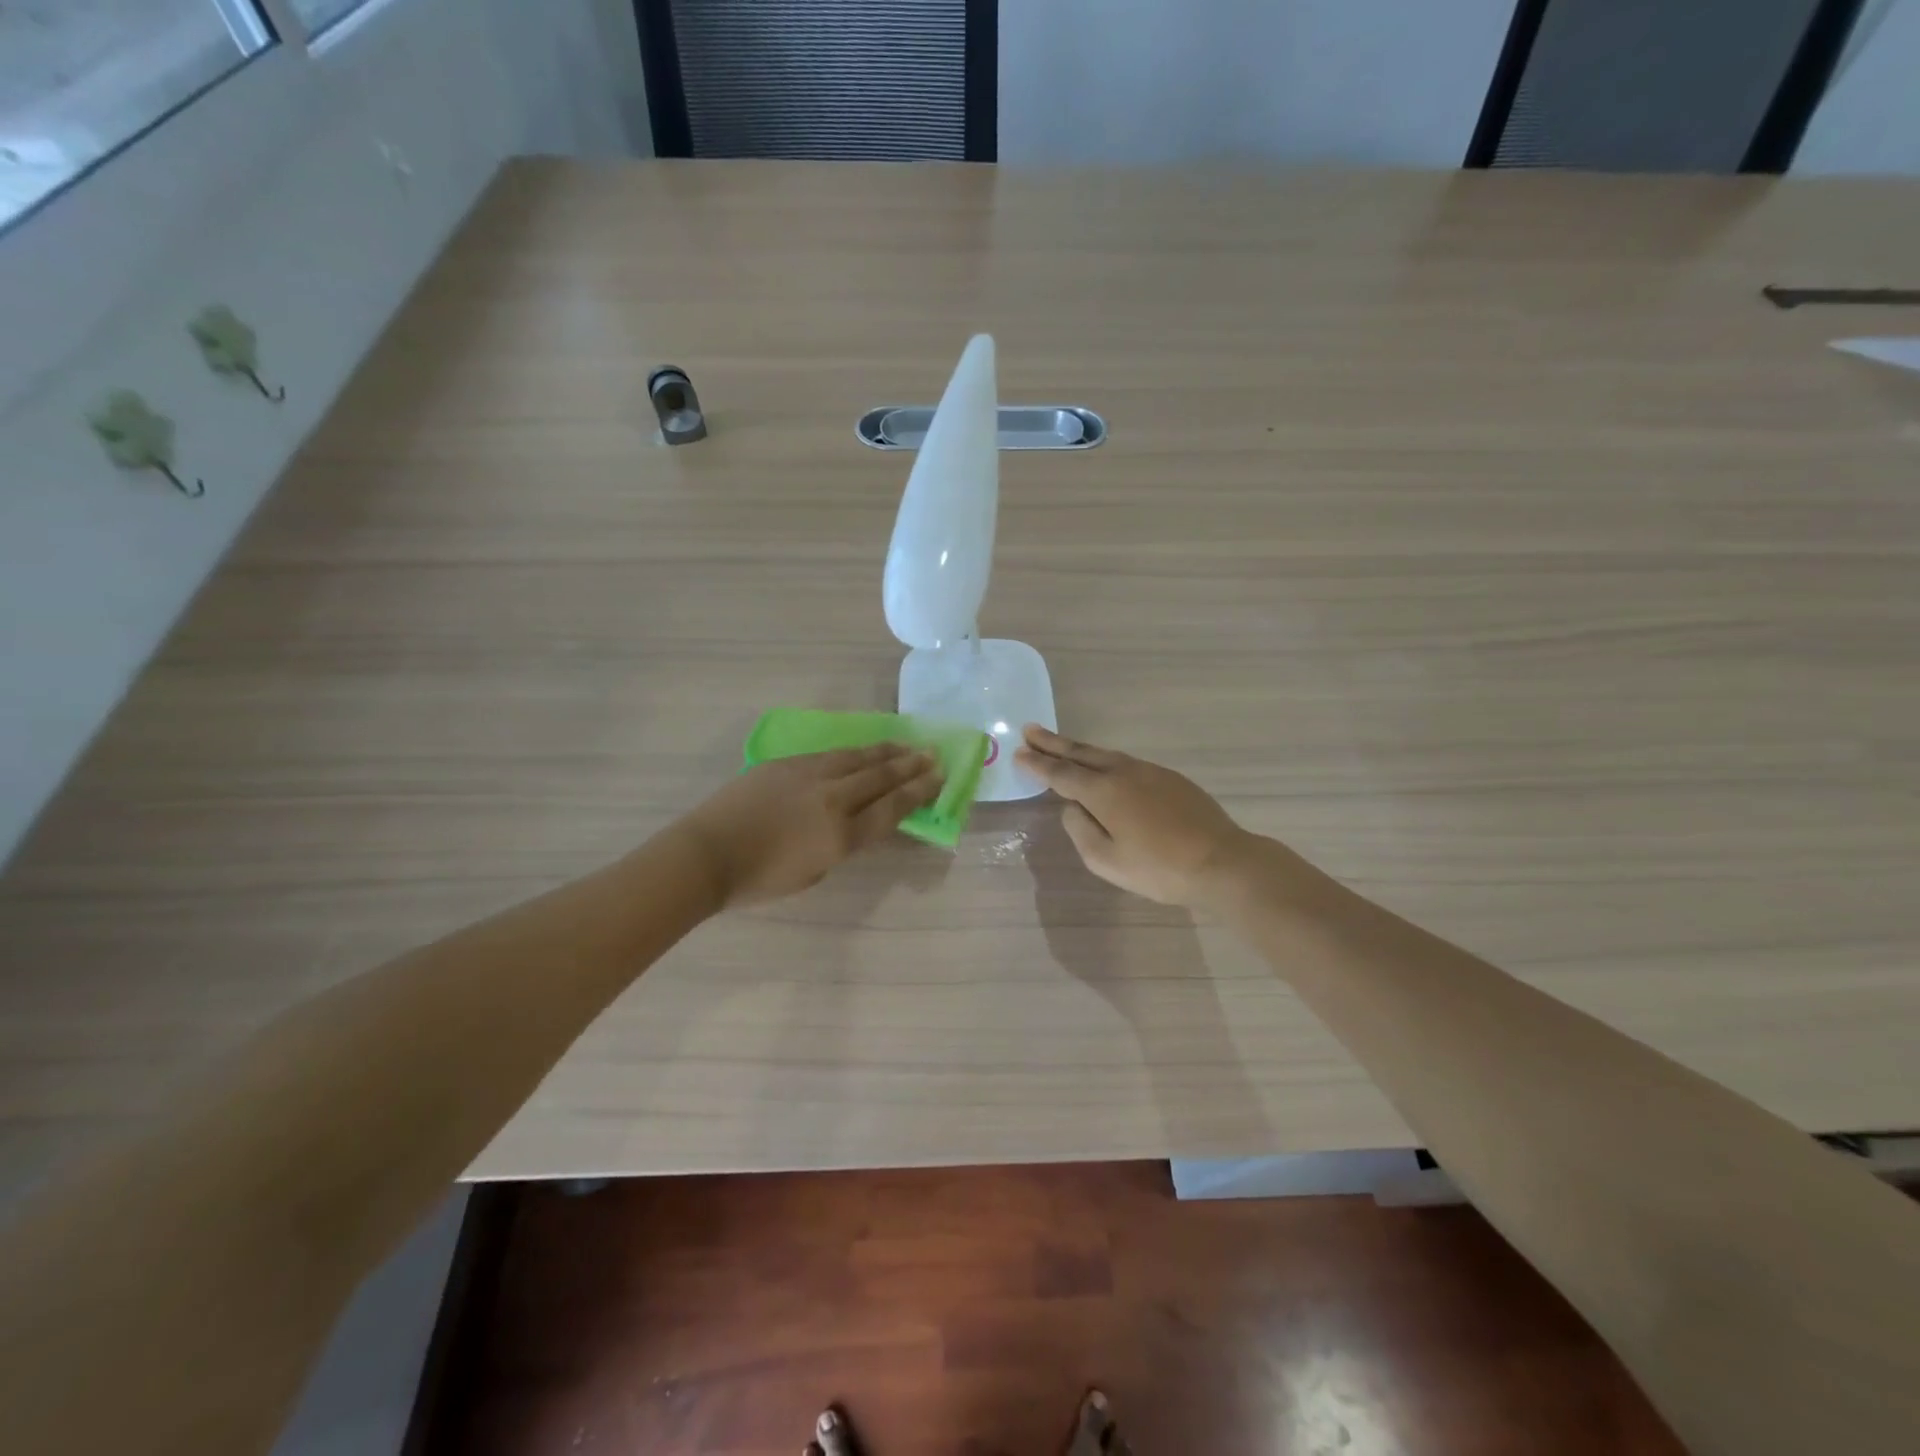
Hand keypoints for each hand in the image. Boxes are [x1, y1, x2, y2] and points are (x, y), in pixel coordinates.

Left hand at [679, 744, 942, 907]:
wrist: (708, 854)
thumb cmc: (759, 880)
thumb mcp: (813, 873)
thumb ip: (840, 845)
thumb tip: (852, 823)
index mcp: (841, 835)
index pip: (891, 808)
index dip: (918, 792)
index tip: (938, 777)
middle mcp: (832, 799)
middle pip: (880, 777)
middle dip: (910, 765)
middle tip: (933, 753)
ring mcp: (809, 776)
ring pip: (857, 758)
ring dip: (885, 752)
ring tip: (906, 745)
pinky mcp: (787, 764)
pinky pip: (830, 755)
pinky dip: (853, 752)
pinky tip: (861, 751)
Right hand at [1015, 725, 1256, 907]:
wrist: (1221, 861)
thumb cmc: (1158, 868)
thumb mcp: (1106, 861)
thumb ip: (1081, 830)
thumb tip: (1073, 808)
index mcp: (1103, 792)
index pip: (1061, 773)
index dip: (1038, 763)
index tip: (1019, 752)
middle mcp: (1123, 772)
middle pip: (1081, 753)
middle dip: (1053, 743)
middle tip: (1030, 730)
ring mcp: (1149, 772)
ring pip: (1105, 754)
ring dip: (1079, 749)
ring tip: (1061, 745)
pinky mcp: (1170, 778)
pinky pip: (1127, 762)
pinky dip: (1105, 760)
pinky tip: (1104, 767)